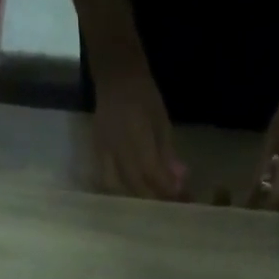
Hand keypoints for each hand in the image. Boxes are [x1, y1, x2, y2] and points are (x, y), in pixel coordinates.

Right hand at [92, 65, 186, 198]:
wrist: (116, 76)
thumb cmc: (144, 95)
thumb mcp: (162, 122)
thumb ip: (168, 153)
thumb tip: (179, 180)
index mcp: (137, 134)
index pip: (152, 171)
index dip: (167, 187)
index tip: (182, 197)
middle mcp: (117, 145)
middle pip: (135, 184)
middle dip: (155, 197)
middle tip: (170, 203)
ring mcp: (103, 150)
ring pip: (118, 186)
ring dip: (136, 197)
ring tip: (151, 199)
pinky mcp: (96, 152)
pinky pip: (105, 179)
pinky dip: (120, 190)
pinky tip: (132, 192)